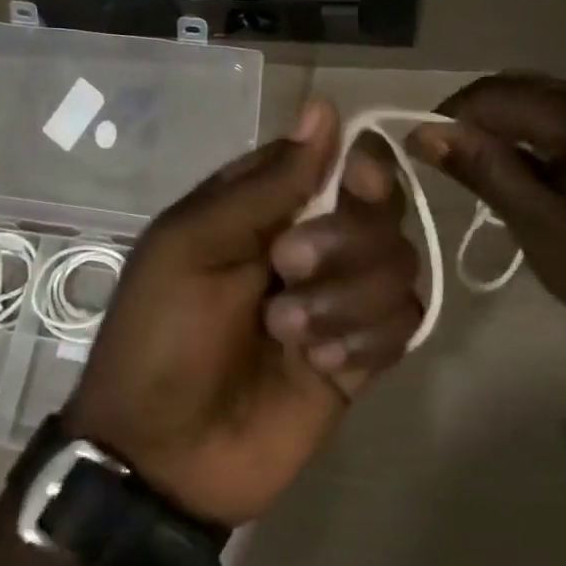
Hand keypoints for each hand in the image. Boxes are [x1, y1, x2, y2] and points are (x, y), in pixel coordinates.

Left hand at [66, 100, 422, 527]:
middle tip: (285, 269)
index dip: (359, 166)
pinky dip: (365, 340)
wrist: (162, 458)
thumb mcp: (193, 246)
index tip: (356, 181)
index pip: (340, 159)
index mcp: (266, 207)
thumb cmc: (161, 336)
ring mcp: (339, 300)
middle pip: (381, 210)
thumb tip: (325, 107)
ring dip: (347, 300)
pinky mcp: (360, 355)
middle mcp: (312, 243)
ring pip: (400, 265)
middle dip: (343, 241)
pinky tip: (320, 368)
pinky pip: (405, 324)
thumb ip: (266, 184)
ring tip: (288, 336)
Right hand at [409, 73, 565, 364]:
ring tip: (471, 166)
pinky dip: (528, 137)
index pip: (499, 93)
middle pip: (519, 89)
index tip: (417, 149)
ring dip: (499, 127)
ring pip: (538, 102)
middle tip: (442, 161)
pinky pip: (560, 121)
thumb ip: (484, 169)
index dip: (451, 114)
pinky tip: (514, 168)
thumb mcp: (540, 223)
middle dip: (474, 118)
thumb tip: (422, 131)